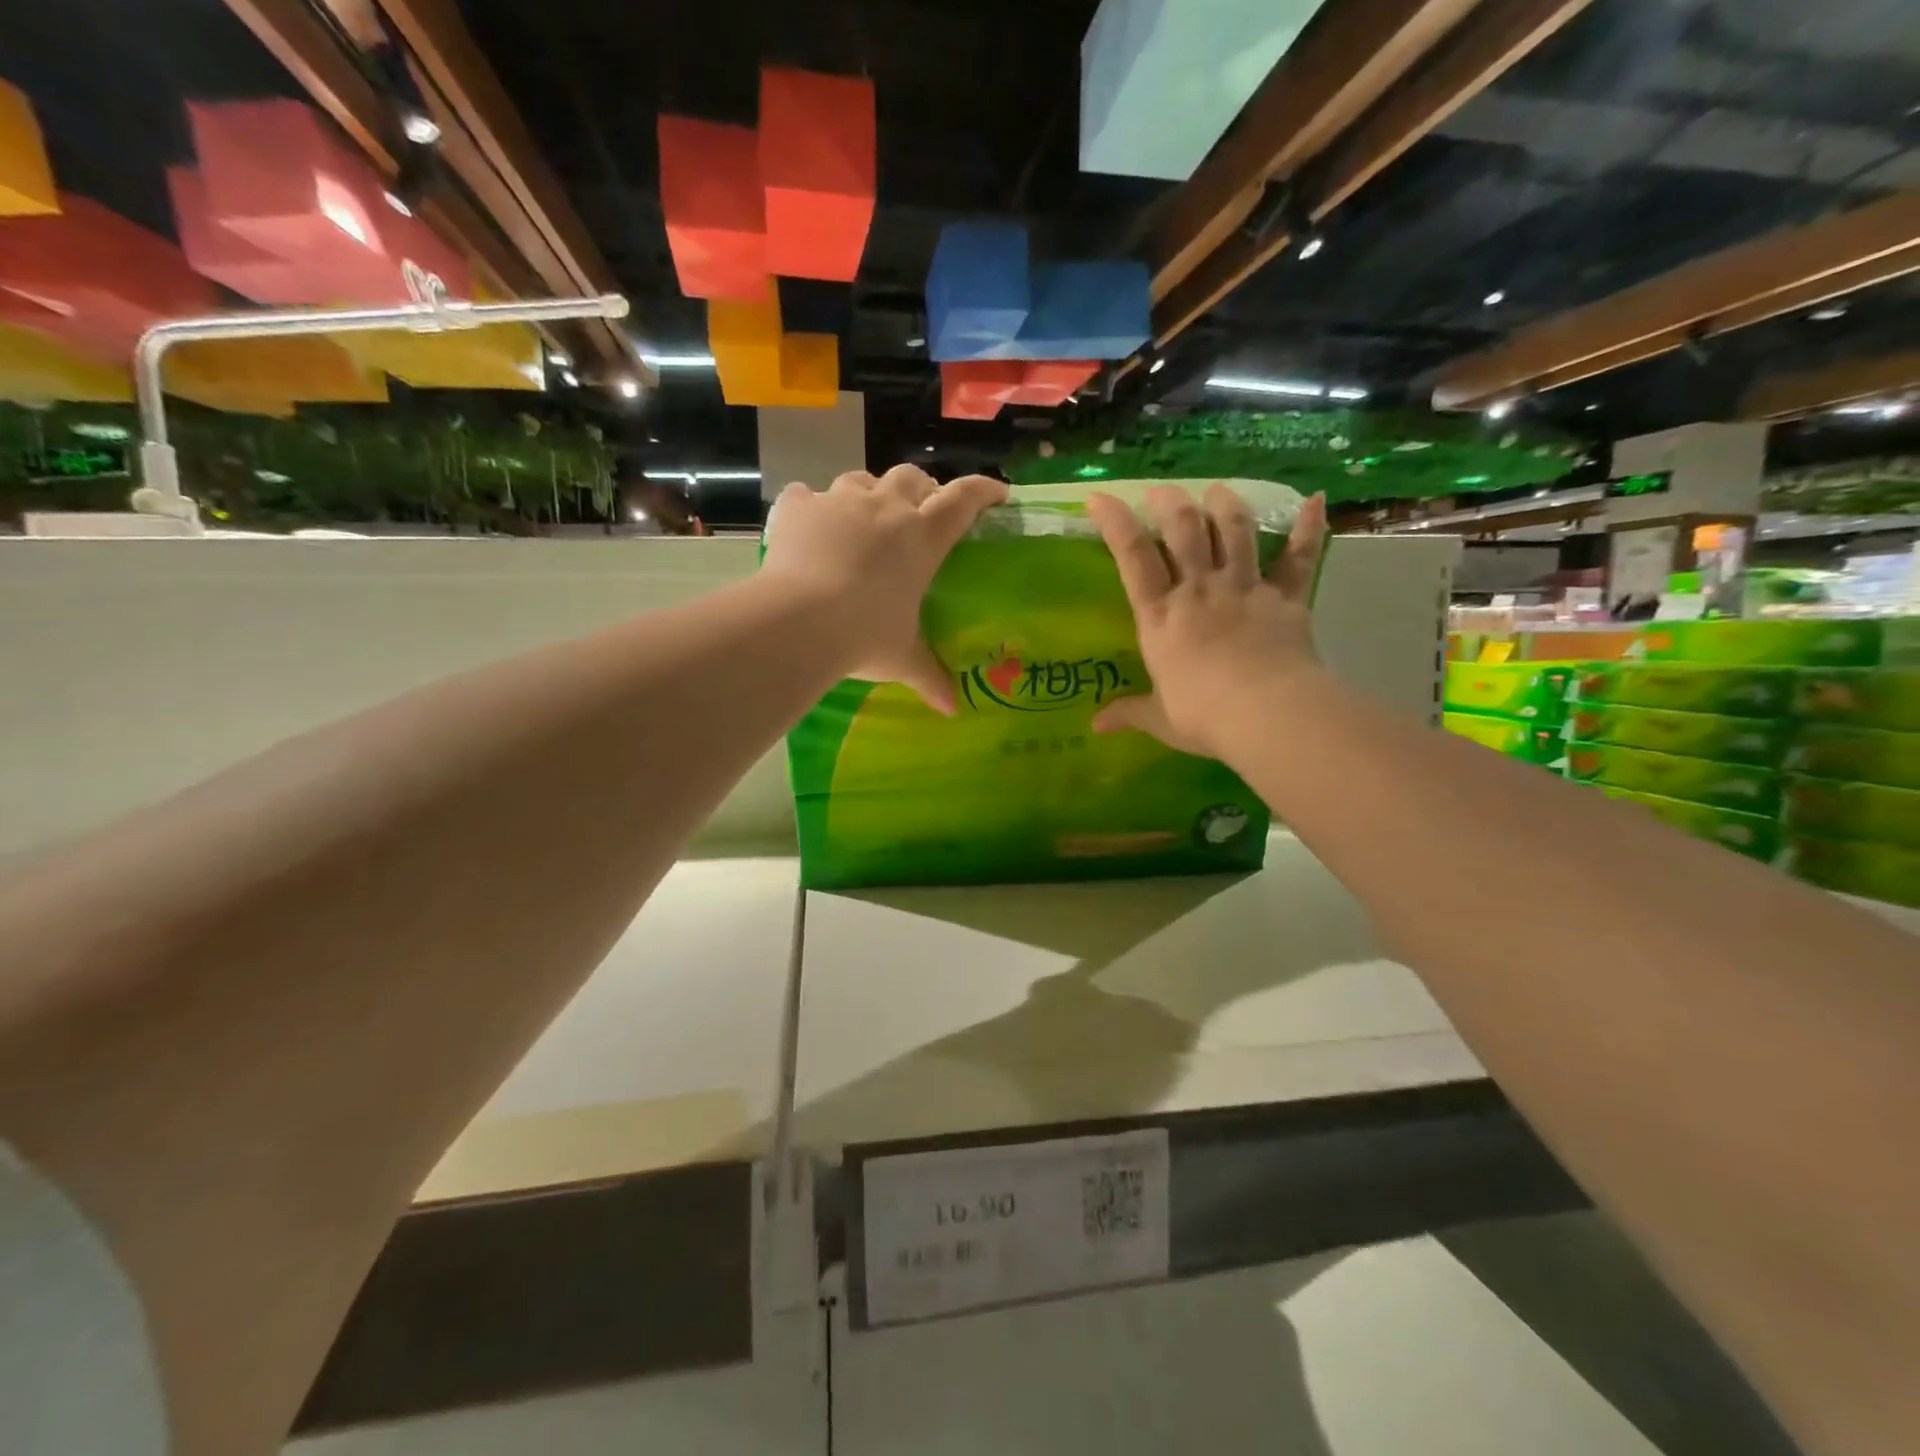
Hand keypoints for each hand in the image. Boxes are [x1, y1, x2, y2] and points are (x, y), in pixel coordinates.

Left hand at [762, 464, 1007, 712]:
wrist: (798, 620)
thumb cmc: (865, 635)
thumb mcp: (902, 658)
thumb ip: (930, 677)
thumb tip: (951, 710)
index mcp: (922, 538)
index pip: (963, 500)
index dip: (983, 491)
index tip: (996, 493)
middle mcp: (885, 509)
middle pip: (911, 478)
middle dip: (921, 488)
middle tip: (921, 509)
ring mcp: (839, 502)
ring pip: (860, 480)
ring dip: (869, 493)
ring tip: (864, 517)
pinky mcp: (798, 508)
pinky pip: (807, 496)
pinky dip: (812, 507)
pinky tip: (810, 524)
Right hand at [1085, 484, 1326, 757]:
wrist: (1268, 714)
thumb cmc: (1204, 716)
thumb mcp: (1159, 719)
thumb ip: (1128, 712)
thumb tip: (1095, 725)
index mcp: (1161, 617)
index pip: (1133, 558)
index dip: (1115, 523)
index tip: (1100, 498)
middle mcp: (1200, 591)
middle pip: (1185, 529)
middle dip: (1170, 502)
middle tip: (1162, 492)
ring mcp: (1246, 589)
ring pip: (1235, 530)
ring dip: (1225, 504)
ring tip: (1217, 491)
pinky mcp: (1287, 598)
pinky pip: (1300, 557)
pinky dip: (1309, 528)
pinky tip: (1314, 501)